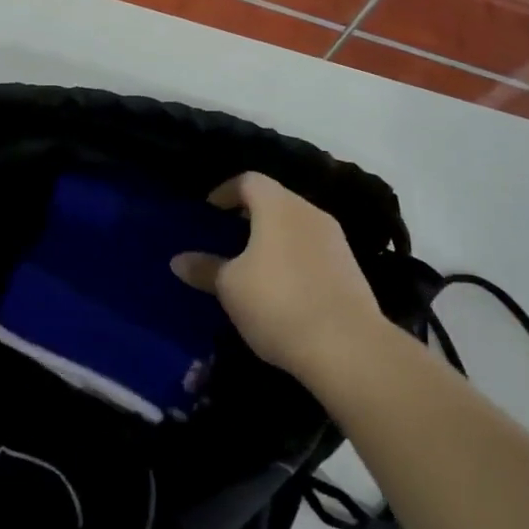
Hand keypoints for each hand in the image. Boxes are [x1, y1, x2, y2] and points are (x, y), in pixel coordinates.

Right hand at [172, 172, 386, 389]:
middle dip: (250, 214)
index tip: (210, 210)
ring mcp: (335, 240)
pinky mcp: (350, 268)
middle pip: (275, 200)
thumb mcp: (230, 287)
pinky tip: (282, 286)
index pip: (248, 180)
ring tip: (253, 263)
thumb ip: (204, 268)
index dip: (226, 191)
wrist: (349, 348)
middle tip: (228, 236)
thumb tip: (178, 260)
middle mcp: (309, 212)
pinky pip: (313, 249)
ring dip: (273, 237)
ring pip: (296, 225)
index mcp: (277, 206)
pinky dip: (293, 257)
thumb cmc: (278, 303)